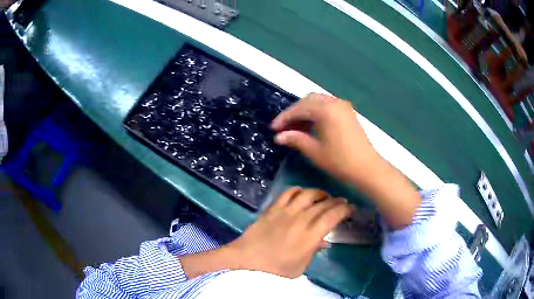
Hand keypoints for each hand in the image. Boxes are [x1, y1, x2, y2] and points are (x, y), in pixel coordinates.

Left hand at [225, 187, 352, 277]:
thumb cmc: (276, 269)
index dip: (344, 210)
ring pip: (307, 194)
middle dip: (336, 201)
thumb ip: (314, 251)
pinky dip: (297, 190)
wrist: (247, 260)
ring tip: (324, 196)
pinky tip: (302, 192)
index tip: (350, 208)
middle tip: (342, 201)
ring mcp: (285, 212)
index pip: (332, 216)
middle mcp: (300, 220)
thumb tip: (324, 240)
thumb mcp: (300, 266)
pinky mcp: (273, 208)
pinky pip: (287, 193)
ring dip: (319, 193)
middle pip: (323, 204)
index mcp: (310, 236)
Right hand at [271, 93, 379, 183]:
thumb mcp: (314, 151)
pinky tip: (311, 126)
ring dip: (305, 112)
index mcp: (325, 110)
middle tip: (284, 128)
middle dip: (294, 113)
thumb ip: (295, 139)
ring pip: (318, 102)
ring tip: (296, 128)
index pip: (299, 108)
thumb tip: (279, 136)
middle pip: (308, 101)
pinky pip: (327, 107)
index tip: (273, 128)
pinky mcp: (348, 113)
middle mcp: (334, 102)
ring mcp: (343, 106)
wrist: (367, 168)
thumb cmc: (340, 161)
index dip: (284, 118)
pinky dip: (316, 113)